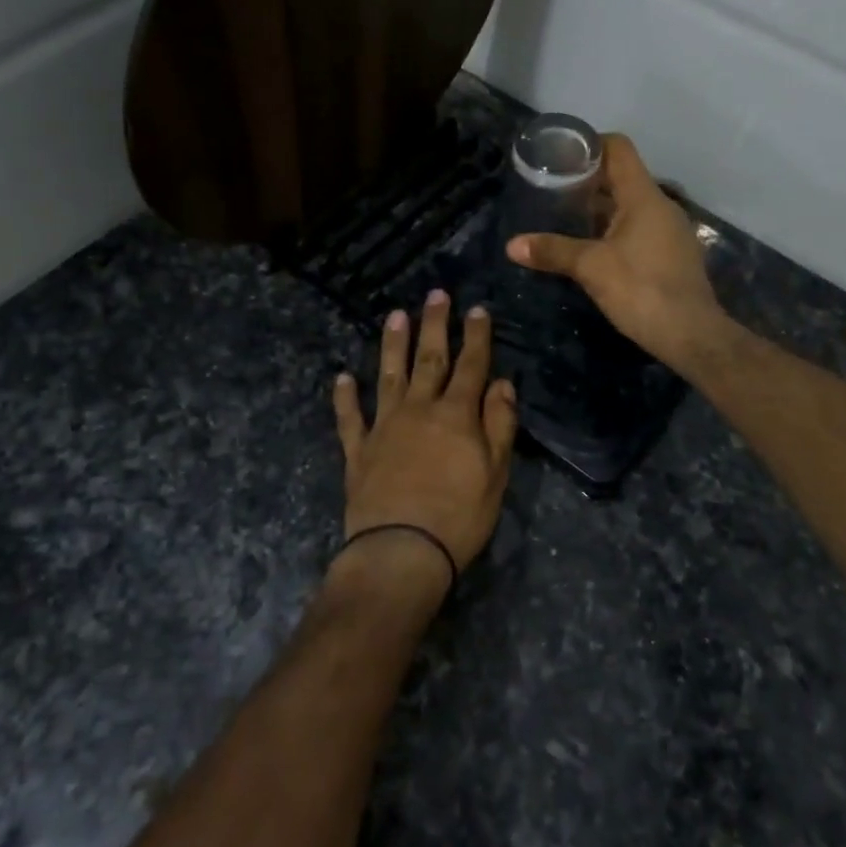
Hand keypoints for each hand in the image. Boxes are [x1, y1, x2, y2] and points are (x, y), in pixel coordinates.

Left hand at [332, 292, 518, 598]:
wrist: (401, 551)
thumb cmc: (459, 516)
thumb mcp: (496, 473)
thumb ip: (499, 424)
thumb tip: (502, 383)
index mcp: (456, 414)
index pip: (470, 366)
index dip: (476, 336)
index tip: (477, 309)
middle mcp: (418, 409)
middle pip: (428, 359)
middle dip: (434, 325)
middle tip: (435, 295)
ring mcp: (384, 427)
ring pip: (388, 376)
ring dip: (392, 345)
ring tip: (394, 316)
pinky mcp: (359, 451)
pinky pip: (350, 418)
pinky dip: (345, 397)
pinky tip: (342, 377)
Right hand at [506, 133, 728, 374]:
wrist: (691, 334)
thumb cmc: (641, 289)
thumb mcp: (591, 268)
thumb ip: (552, 251)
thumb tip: (512, 245)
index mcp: (644, 197)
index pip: (619, 149)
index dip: (590, 144)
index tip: (560, 155)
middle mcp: (661, 206)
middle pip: (622, 177)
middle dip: (588, 181)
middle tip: (552, 189)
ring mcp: (670, 231)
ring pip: (631, 206)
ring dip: (601, 209)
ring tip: (566, 218)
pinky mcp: (673, 255)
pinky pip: (640, 229)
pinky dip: (615, 230)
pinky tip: (594, 249)